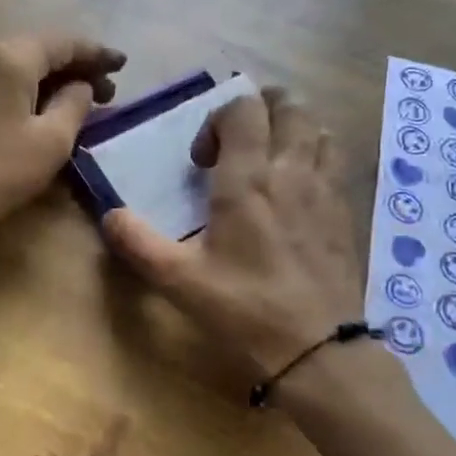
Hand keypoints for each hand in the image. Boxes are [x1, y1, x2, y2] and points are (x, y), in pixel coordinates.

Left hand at [0, 33, 125, 249]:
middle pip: (39, 48)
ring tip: (80, 99)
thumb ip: (75, 103)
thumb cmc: (0, 171)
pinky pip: (0, 77)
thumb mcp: (53, 140)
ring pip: (18, 62)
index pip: (63, 43)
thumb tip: (81, 87)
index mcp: (10, 57)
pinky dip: (27, 85)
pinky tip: (43, 105)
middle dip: (75, 66)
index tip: (122, 64)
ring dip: (51, 77)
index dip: (96, 53)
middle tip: (107, 90)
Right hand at [103, 87, 364, 378]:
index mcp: (248, 180)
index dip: (217, 118)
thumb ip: (138, 243)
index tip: (202, 160)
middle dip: (259, 110)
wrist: (317, 349)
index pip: (243, 109)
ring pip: (318, 129)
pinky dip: (315, 157)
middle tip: (237, 143)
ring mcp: (326, 189)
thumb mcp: (179, 280)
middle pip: (289, 106)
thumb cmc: (244, 308)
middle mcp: (292, 171)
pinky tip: (297, 192)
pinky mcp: (346, 211)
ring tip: (269, 160)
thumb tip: (110, 215)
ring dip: (291, 130)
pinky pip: (334, 161)